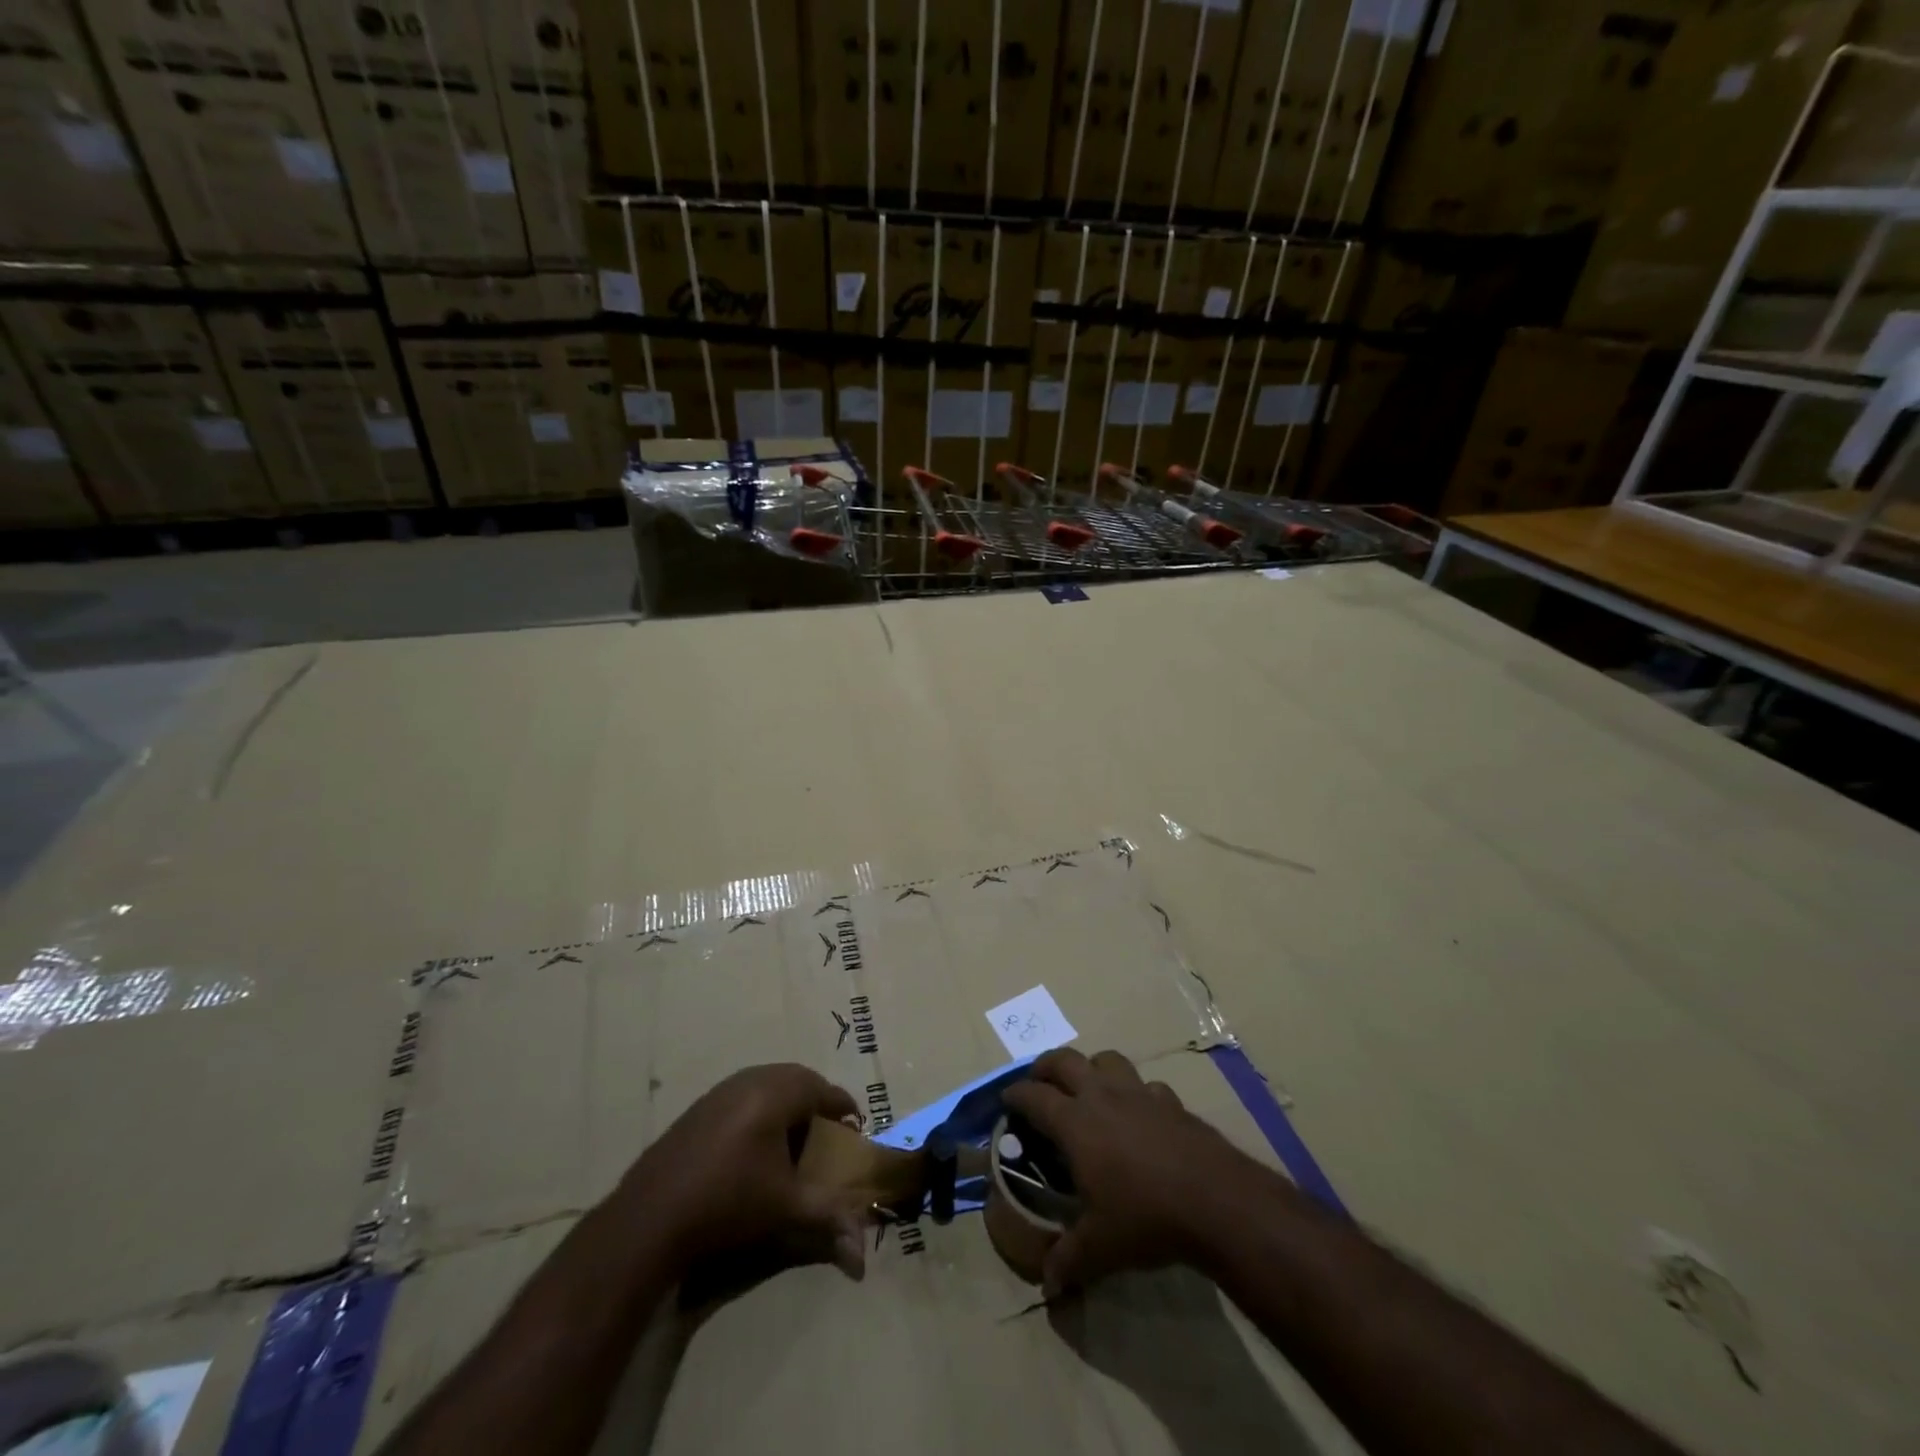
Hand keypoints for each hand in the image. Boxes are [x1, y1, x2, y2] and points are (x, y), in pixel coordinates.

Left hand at [617, 1064, 868, 1281]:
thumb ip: (829, 1221)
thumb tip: (864, 1257)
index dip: (842, 1106)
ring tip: (794, 1134)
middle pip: (795, 1078)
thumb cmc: (728, 1203)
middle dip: (815, 1099)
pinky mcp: (698, 1108)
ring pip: (766, 1083)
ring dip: (786, 1102)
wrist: (651, 1217)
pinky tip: (754, 1143)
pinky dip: (759, 1108)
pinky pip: (742, 1094)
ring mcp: (719, 1092)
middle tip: (827, 1127)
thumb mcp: (786, 1209)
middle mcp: (749, 1081)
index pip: (822, 1089)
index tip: (855, 1124)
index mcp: (776, 1093)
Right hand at [1003, 1048, 1259, 1297]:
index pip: (1033, 1096)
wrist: (1216, 1200)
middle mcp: (1102, 1096)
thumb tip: (1047, 1288)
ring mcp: (1139, 1093)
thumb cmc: (1146, 1217)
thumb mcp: (1100, 1248)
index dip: (1015, 1095)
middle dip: (1045, 1067)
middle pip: (1064, 1060)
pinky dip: (1136, 1092)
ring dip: (1091, 1068)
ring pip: (1106, 1059)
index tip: (1006, 1101)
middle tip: (1039, 1082)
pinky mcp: (1171, 1101)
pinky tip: (1140, 1113)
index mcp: (1075, 1122)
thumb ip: (1068, 1262)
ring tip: (1088, 1087)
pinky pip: (1146, 1085)